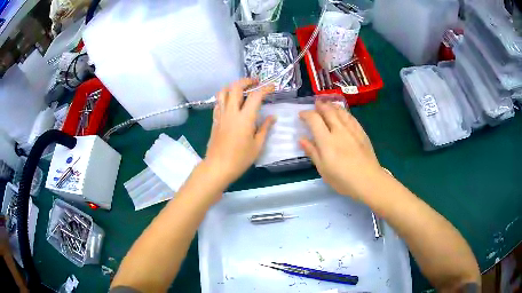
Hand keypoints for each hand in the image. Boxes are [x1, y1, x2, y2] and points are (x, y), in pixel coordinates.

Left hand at [204, 78, 274, 184]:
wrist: (218, 167)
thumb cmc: (240, 159)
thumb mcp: (257, 145)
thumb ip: (264, 128)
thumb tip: (272, 117)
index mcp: (244, 118)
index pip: (255, 96)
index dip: (265, 88)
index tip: (272, 87)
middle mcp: (231, 112)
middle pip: (235, 87)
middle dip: (246, 81)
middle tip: (255, 82)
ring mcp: (221, 115)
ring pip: (223, 92)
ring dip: (233, 86)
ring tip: (241, 89)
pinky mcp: (215, 120)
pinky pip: (218, 102)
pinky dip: (225, 97)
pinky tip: (231, 102)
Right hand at [299, 100, 382, 198]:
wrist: (368, 180)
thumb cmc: (343, 179)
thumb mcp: (323, 169)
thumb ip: (312, 152)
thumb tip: (302, 139)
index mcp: (327, 140)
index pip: (314, 120)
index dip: (306, 114)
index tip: (301, 115)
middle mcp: (339, 131)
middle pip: (328, 111)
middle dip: (320, 105)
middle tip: (315, 104)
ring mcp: (352, 130)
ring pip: (341, 112)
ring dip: (332, 106)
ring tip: (328, 104)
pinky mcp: (361, 133)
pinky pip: (351, 117)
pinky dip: (344, 112)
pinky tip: (343, 113)